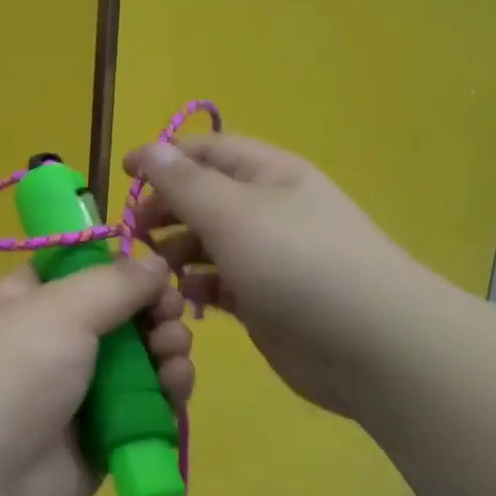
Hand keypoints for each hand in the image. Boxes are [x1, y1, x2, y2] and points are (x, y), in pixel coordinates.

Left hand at [0, 256, 194, 495]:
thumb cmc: (12, 374)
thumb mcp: (59, 309)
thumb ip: (115, 282)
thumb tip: (156, 260)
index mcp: (29, 302)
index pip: (82, 271)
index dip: (122, 269)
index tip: (157, 273)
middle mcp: (53, 343)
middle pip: (121, 315)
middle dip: (155, 312)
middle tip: (171, 318)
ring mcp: (77, 393)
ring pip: (140, 361)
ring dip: (167, 351)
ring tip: (173, 355)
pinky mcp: (101, 438)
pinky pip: (145, 408)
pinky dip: (166, 396)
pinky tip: (175, 390)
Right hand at [125, 134, 407, 420]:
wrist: (371, 346)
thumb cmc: (297, 264)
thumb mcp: (233, 213)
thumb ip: (185, 183)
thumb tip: (149, 149)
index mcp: (269, 175)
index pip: (208, 151)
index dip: (164, 157)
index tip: (124, 176)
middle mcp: (269, 210)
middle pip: (206, 198)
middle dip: (168, 210)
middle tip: (134, 234)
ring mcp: (270, 258)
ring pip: (210, 243)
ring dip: (178, 251)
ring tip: (155, 269)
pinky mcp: (267, 301)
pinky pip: (222, 284)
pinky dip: (200, 286)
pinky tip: (185, 297)